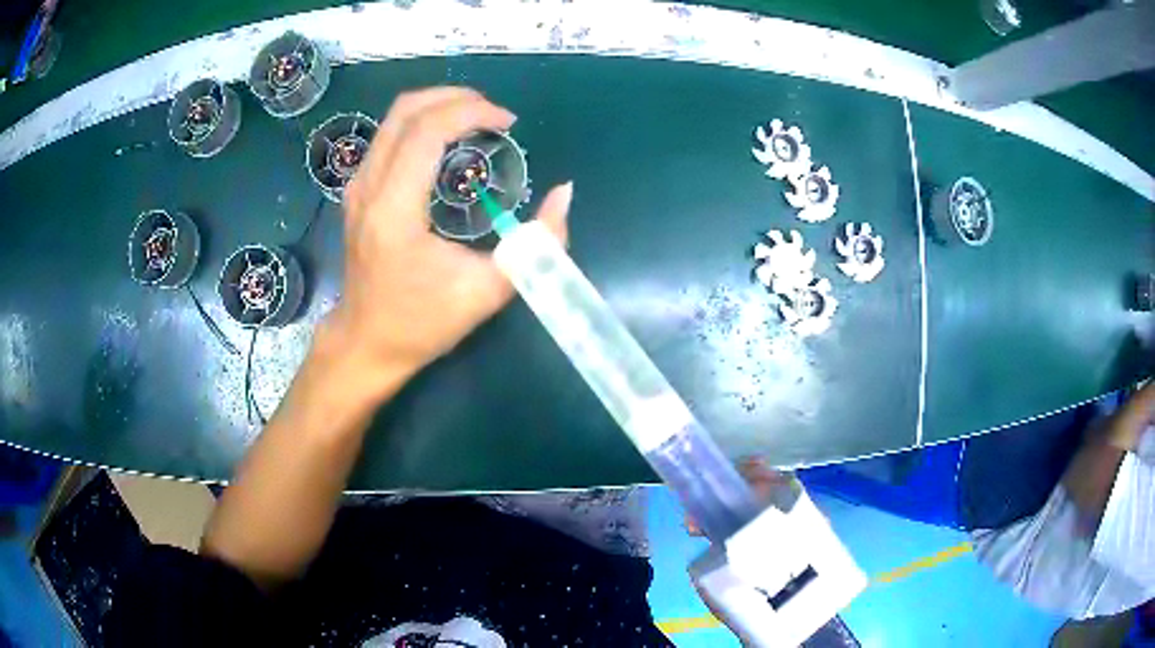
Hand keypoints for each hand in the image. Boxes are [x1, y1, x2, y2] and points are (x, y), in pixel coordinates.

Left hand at [323, 87, 572, 390]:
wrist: (366, 343)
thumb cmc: (423, 323)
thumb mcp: (488, 291)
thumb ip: (537, 244)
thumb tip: (564, 192)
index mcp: (394, 210)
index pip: (427, 131)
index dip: (472, 113)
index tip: (509, 123)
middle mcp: (368, 187)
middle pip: (406, 110)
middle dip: (456, 98)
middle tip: (495, 114)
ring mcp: (357, 186)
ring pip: (393, 118)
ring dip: (438, 106)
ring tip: (477, 121)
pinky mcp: (357, 191)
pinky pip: (388, 136)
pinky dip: (422, 124)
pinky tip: (449, 141)